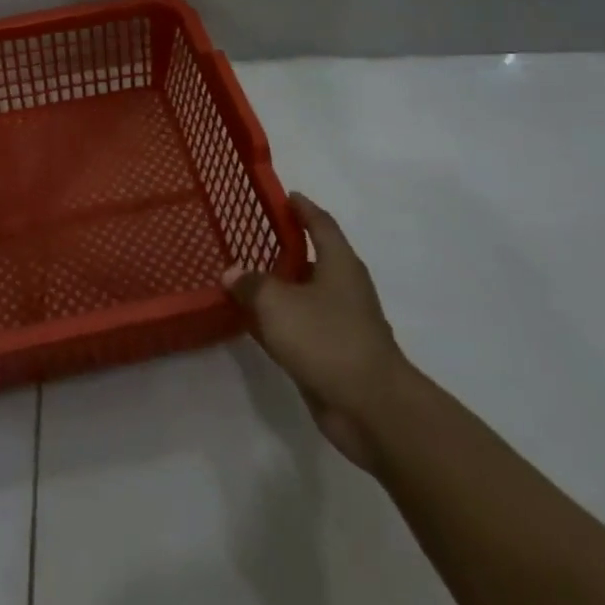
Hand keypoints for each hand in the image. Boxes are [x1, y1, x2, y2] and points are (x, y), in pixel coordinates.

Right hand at [223, 192, 408, 471]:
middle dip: (285, 248)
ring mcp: (343, 323)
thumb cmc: (327, 339)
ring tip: (244, 278)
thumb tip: (232, 272)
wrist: (371, 408)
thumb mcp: (277, 303)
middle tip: (251, 238)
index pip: (320, 223)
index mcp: (339, 263)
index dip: (303, 208)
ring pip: (305, 295)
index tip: (285, 196)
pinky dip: (280, 320)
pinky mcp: (335, 354)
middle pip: (313, 258)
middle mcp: (344, 287)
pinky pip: (302, 326)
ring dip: (280, 287)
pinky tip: (254, 322)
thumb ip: (251, 284)